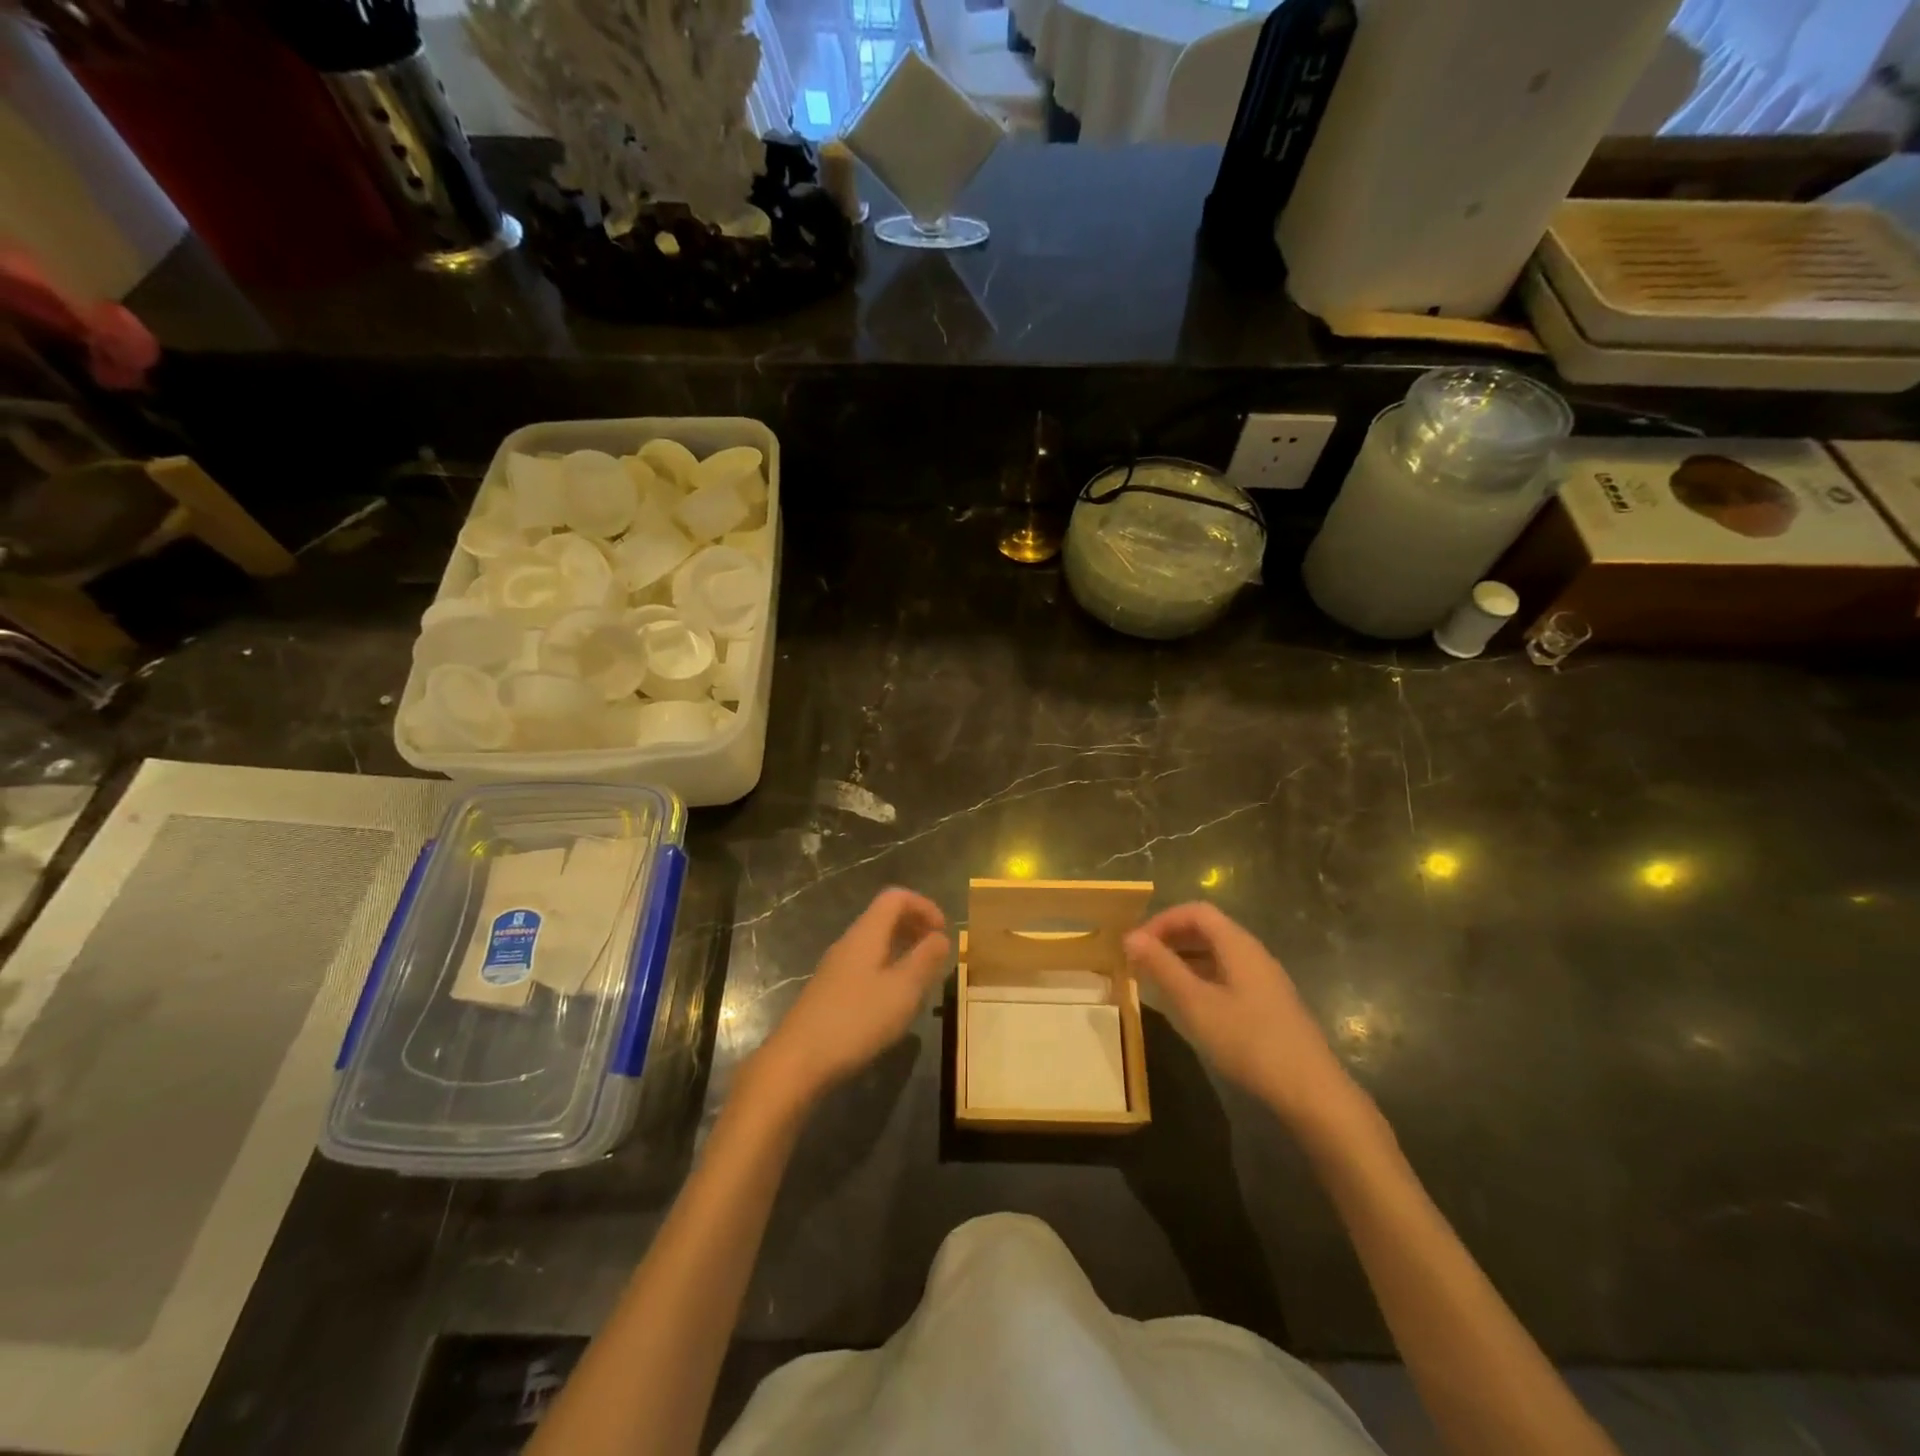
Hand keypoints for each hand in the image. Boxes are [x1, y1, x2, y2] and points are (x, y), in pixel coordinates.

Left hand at [753, 888, 950, 1107]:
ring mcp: (836, 967)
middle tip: (937, 952)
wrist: (797, 1061)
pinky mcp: (830, 991)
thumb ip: (925, 960)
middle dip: (915, 926)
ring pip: (875, 943)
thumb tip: (941, 937)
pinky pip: (865, 965)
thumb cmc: (856, 1021)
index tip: (944, 931)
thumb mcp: (902, 991)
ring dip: (902, 949)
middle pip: (884, 917)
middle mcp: (849, 943)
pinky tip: (894, 1000)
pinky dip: (887, 969)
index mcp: (866, 934)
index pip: (895, 897)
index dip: (924, 906)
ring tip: (922, 976)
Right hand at [1125, 903, 1362, 1130]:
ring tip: (1158, 980)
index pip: (1196, 912)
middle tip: (1141, 960)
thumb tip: (1131, 936)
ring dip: (1184, 959)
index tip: (1136, 943)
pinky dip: (1201, 978)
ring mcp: (1264, 980)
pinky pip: (1227, 975)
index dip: (1162, 920)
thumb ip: (1162, 967)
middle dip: (1171, 938)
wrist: (1311, 1092)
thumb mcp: (1196, 1004)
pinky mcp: (1269, 1004)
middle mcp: (1253, 954)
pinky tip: (1189, 1004)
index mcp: (1238, 945)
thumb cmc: (1249, 1041)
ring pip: (1217, 954)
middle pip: (1208, 929)